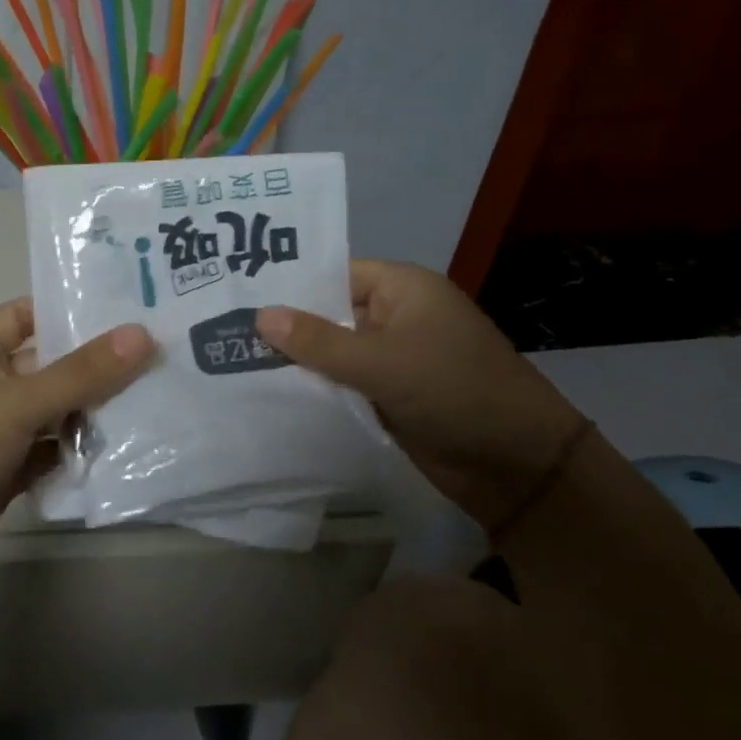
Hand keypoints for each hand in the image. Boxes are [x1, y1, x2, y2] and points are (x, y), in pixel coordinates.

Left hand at [0, 298, 154, 607]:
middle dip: (94, 364)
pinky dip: (77, 452)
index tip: (125, 308)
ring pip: (52, 412)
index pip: (23, 315)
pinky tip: (121, 448)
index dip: (66, 308)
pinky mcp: (5, 474)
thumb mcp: (16, 402)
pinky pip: (50, 452)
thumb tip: (143, 334)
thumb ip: (80, 372)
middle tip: (157, 354)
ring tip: (154, 398)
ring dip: (92, 411)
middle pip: (46, 366)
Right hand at [257, 261, 586, 533]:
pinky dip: (316, 389)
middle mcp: (396, 317)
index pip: (333, 275)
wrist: (517, 464)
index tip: (237, 296)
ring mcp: (393, 358)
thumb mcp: (381, 362)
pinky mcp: (390, 395)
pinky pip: (344, 384)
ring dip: (297, 362)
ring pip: (333, 353)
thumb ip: (318, 341)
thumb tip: (259, 315)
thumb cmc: (453, 391)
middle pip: (329, 314)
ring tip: (232, 362)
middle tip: (223, 332)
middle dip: (285, 327)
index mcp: (403, 289)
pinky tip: (269, 394)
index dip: (289, 286)